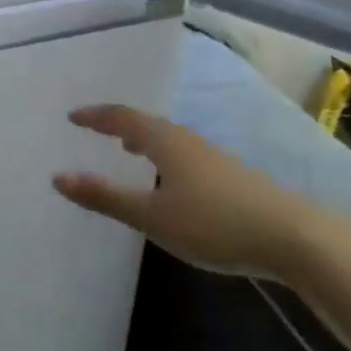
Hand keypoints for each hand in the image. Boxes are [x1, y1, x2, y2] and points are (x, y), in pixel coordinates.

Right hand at [55, 106, 324, 278]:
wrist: (291, 235)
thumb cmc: (213, 222)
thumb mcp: (153, 216)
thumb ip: (107, 197)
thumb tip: (59, 177)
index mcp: (164, 141)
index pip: (122, 118)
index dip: (96, 116)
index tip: (73, 116)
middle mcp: (186, 139)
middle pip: (146, 123)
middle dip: (119, 125)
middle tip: (97, 128)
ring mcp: (211, 155)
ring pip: (168, 138)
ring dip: (143, 140)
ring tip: (129, 150)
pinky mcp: (230, 174)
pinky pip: (183, 153)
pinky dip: (164, 155)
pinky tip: (171, 180)